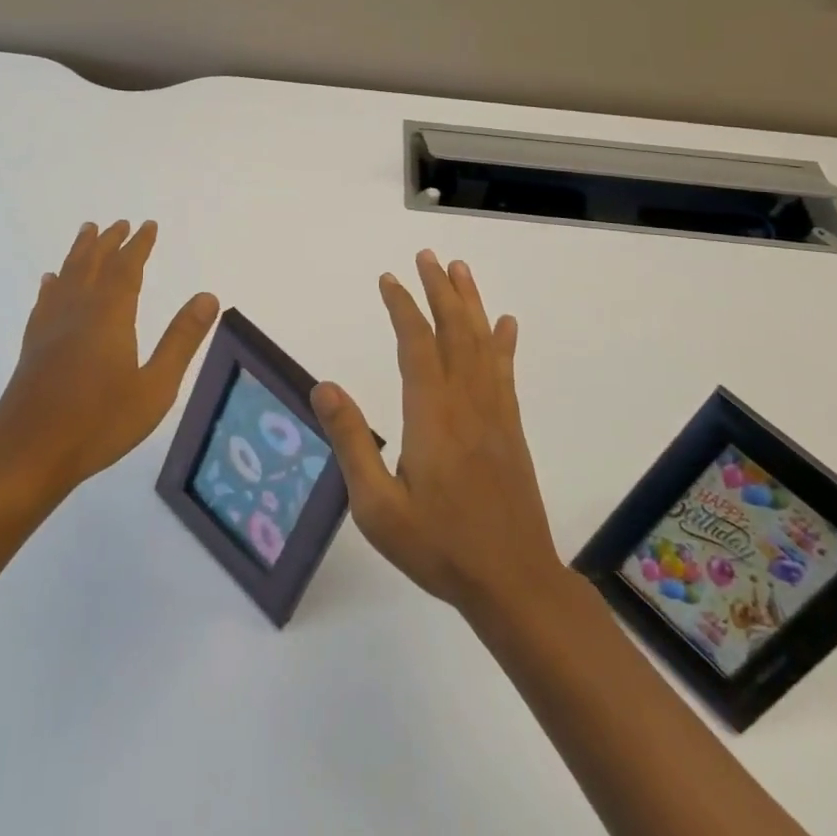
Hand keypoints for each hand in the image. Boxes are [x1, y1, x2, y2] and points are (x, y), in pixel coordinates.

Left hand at [0, 220, 219, 507]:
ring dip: (79, 253)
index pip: (127, 268)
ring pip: (67, 276)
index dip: (139, 245)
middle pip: (93, 265)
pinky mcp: (32, 347)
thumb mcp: (155, 387)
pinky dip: (51, 285)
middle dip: (109, 242)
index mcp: (110, 316)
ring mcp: (51, 328)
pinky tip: (50, 281)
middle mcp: (78, 311)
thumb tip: (208, 296)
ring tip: (86, 232)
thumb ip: (181, 340)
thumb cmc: (99, 423)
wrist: (27, 455)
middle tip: (119, 223)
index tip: (148, 225)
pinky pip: (44, 301)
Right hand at [311, 250, 566, 621]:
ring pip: (482, 342)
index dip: (402, 306)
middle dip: (439, 288)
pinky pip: (505, 370)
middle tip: (427, 255)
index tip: (388, 278)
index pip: (416, 343)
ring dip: (470, 302)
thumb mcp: (377, 506)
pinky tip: (505, 324)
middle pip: (454, 330)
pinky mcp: (510, 427)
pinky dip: (503, 341)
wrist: (513, 581)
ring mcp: (494, 411)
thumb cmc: (438, 546)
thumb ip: (351, 442)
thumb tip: (324, 386)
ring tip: (460, 269)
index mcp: (431, 414)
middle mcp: (466, 400)